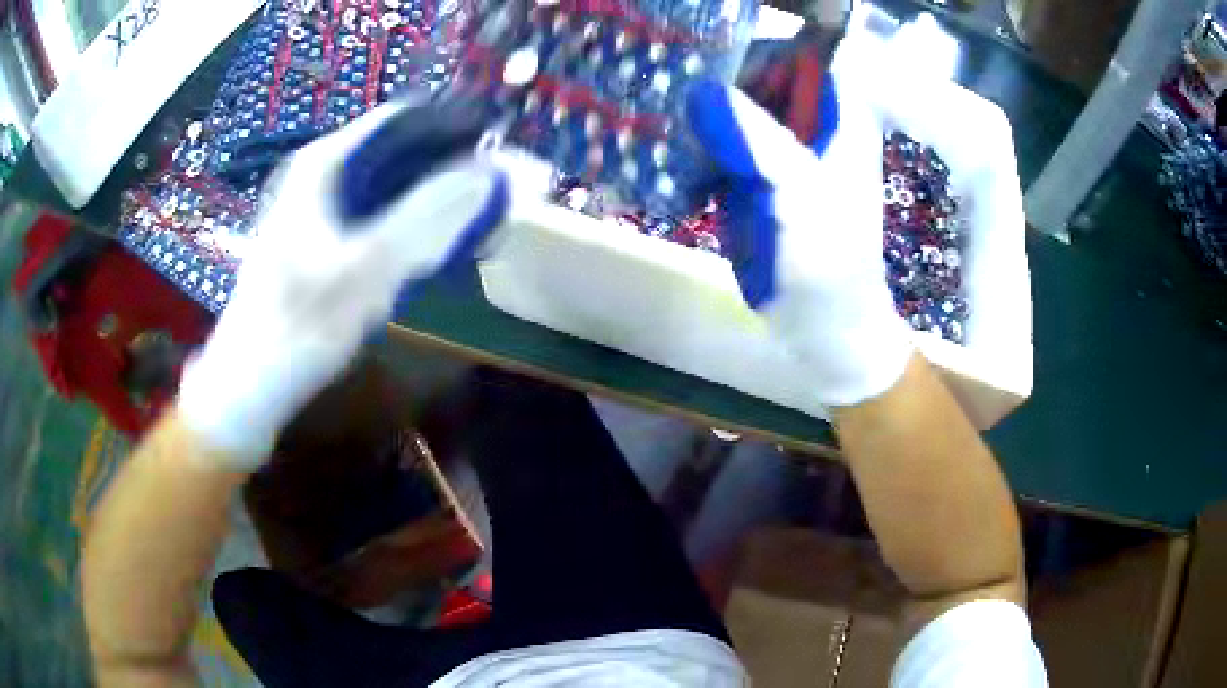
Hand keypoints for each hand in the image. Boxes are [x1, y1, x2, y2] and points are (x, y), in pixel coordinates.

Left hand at [177, 105, 507, 468]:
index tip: (491, 155)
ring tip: (461, 229)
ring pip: (384, 187)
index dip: (448, 130)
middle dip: (441, 172)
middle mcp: (319, 174)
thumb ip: (426, 215)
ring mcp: (316, 207)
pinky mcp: (317, 238)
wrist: (251, 381)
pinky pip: (371, 217)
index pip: (398, 120)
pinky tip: (420, 255)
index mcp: (324, 164)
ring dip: (424, 204)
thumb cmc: (301, 323)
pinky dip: (400, 228)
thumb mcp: (367, 267)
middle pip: (393, 152)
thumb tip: (485, 171)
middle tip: (484, 201)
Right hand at [686, 78, 913, 406]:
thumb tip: (705, 89)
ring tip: (672, 133)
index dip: (755, 57)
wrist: (828, 326)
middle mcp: (814, 126)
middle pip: (761, 81)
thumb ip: (756, 137)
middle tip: (677, 100)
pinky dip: (703, 152)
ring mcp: (786, 153)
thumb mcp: (798, 193)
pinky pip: (728, 148)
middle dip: (720, 87)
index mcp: (840, 118)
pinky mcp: (764, 180)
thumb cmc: (829, 261)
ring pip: (739, 112)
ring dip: (705, 120)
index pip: (796, 58)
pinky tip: (682, 167)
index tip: (709, 71)